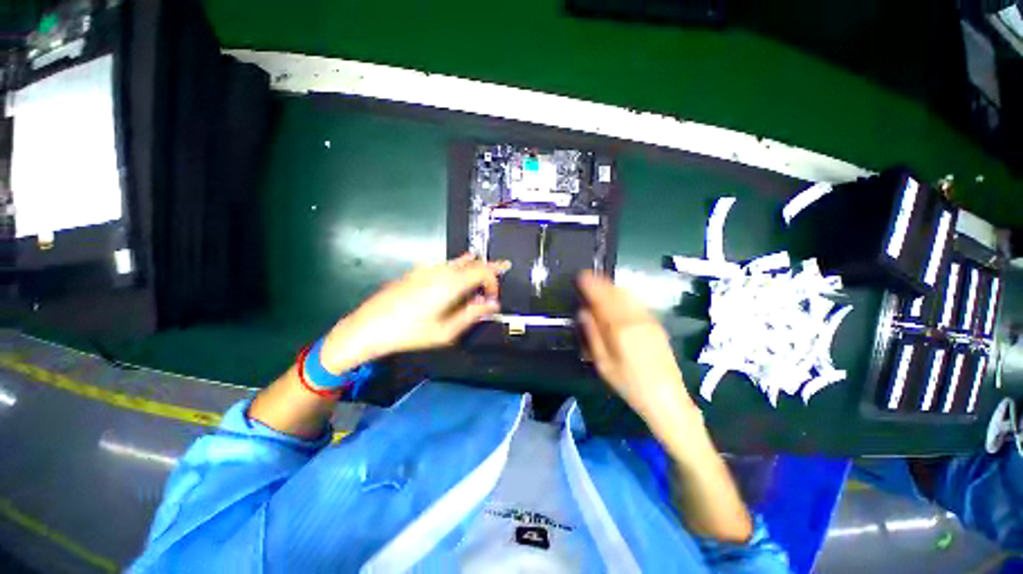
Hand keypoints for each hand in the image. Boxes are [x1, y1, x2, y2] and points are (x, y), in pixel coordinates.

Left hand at [321, 254, 509, 371]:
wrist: (368, 327)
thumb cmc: (409, 333)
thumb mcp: (446, 331)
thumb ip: (472, 315)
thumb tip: (491, 305)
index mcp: (451, 284)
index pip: (483, 272)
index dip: (493, 282)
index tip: (493, 298)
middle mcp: (441, 271)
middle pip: (473, 263)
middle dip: (488, 269)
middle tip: (499, 274)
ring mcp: (427, 269)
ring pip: (459, 261)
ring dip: (474, 266)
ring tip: (484, 271)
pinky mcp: (417, 272)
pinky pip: (445, 263)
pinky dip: (458, 264)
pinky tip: (460, 266)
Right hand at [577, 271, 697, 430]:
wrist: (668, 399)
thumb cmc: (630, 385)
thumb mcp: (604, 365)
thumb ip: (593, 335)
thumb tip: (584, 312)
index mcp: (620, 329)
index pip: (603, 299)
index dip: (591, 285)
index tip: (581, 276)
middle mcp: (636, 319)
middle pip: (616, 292)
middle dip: (601, 282)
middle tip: (588, 279)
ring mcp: (649, 320)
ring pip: (628, 294)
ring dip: (612, 287)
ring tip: (600, 286)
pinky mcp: (656, 324)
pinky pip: (637, 302)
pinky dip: (624, 295)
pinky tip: (618, 299)